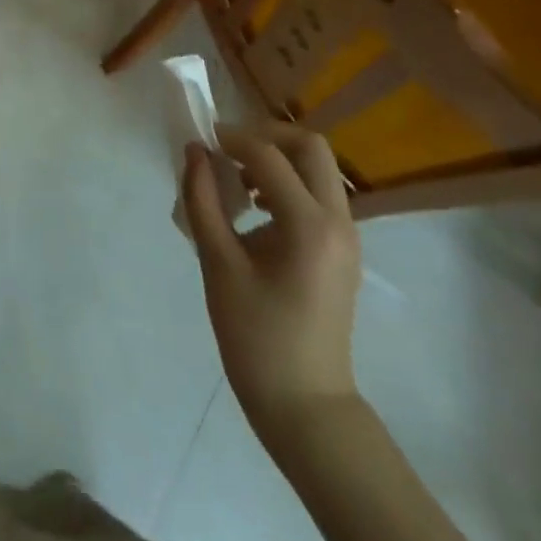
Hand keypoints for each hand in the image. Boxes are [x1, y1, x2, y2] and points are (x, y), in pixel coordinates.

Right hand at [184, 126, 361, 438]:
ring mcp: (347, 236)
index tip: (200, 140)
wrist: (304, 404)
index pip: (268, 157)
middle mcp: (338, 221)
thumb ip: (202, 201)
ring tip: (236, 179)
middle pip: (310, 147)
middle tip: (226, 149)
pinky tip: (254, 207)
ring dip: (277, 158)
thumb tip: (194, 152)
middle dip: (265, 136)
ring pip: (317, 167)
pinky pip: (318, 193)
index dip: (231, 139)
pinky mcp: (342, 249)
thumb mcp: (218, 264)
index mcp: (309, 226)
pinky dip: (286, 182)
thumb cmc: (255, 337)